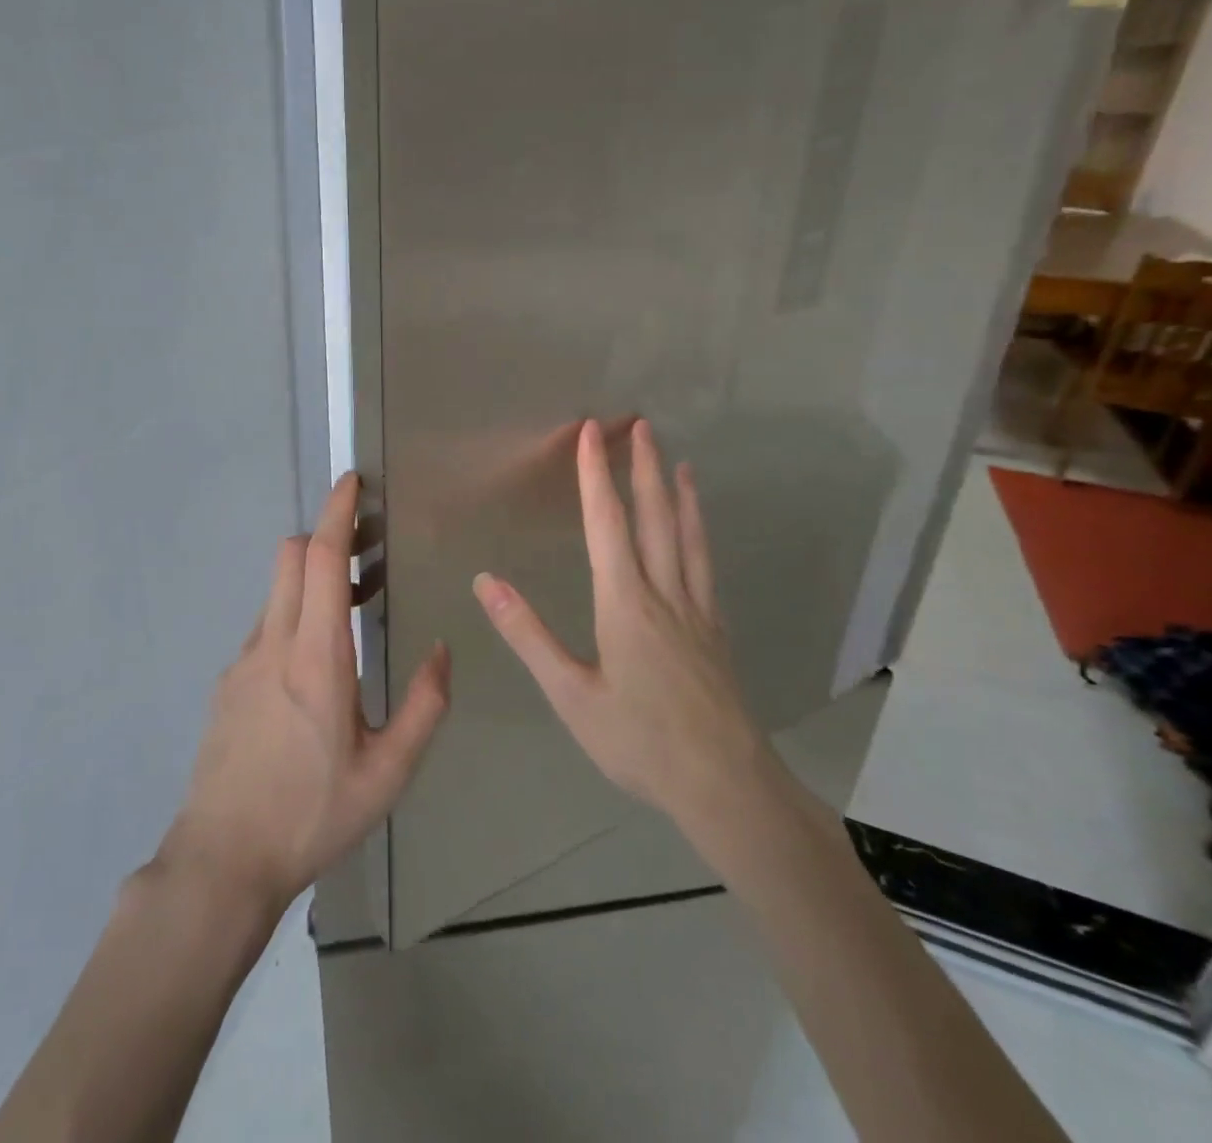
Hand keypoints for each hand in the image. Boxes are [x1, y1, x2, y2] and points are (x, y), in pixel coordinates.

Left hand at [159, 474, 450, 914]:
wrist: (222, 860)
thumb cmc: (312, 815)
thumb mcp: (388, 773)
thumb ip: (424, 707)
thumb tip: (443, 651)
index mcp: (316, 657)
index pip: (319, 560)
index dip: (335, 514)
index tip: (350, 482)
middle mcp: (273, 644)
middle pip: (289, 558)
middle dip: (322, 535)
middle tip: (363, 549)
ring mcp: (243, 661)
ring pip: (275, 591)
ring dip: (309, 579)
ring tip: (349, 609)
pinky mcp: (228, 683)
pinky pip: (264, 627)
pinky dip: (292, 616)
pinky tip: (313, 666)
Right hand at [473, 418, 763, 830]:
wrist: (726, 785)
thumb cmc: (639, 741)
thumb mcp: (570, 694)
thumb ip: (527, 634)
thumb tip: (484, 581)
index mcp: (624, 603)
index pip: (607, 524)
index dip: (595, 476)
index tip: (591, 432)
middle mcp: (664, 594)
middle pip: (654, 518)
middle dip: (643, 468)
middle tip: (642, 425)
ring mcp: (697, 611)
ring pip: (688, 538)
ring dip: (680, 495)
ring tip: (679, 462)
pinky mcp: (716, 631)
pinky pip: (705, 566)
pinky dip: (700, 535)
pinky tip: (699, 534)